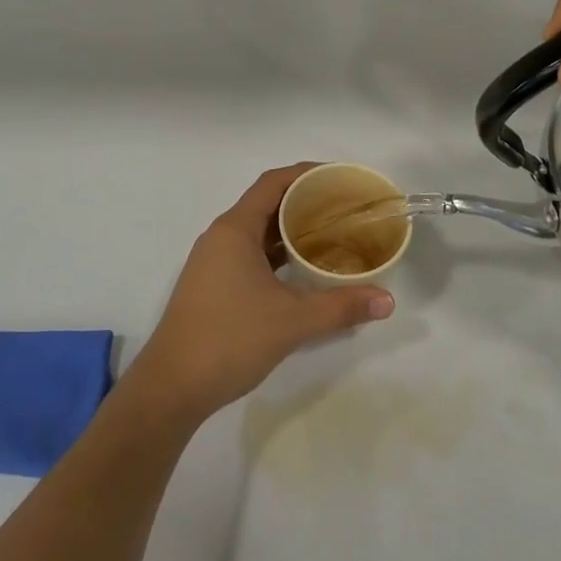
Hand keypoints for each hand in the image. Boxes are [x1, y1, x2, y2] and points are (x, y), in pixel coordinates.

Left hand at [123, 165, 394, 424]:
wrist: (173, 386)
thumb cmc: (230, 338)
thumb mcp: (292, 321)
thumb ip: (341, 307)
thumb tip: (387, 300)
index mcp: (234, 230)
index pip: (272, 183)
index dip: (306, 174)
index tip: (340, 178)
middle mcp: (221, 237)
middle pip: (267, 204)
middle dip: (305, 203)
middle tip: (345, 209)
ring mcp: (214, 262)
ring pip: (258, 233)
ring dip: (291, 231)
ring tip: (332, 235)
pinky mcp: (213, 285)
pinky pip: (251, 255)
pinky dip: (278, 255)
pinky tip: (303, 270)